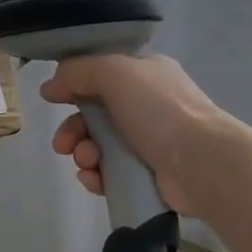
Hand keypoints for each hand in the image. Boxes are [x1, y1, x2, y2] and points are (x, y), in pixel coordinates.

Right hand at [38, 53, 222, 217]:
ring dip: (83, 153)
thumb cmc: (158, 109)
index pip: (101, 73)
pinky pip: (110, 173)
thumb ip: (78, 72)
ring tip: (87, 162)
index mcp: (145, 73)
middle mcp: (147, 105)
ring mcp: (149, 141)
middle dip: (73, 129)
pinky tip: (94, 179)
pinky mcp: (148, 175)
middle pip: (95, 114)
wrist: (201, 162)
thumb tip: (50, 87)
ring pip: (99, 146)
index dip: (73, 84)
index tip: (52, 98)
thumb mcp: (114, 73)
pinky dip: (97, 176)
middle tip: (62, 144)